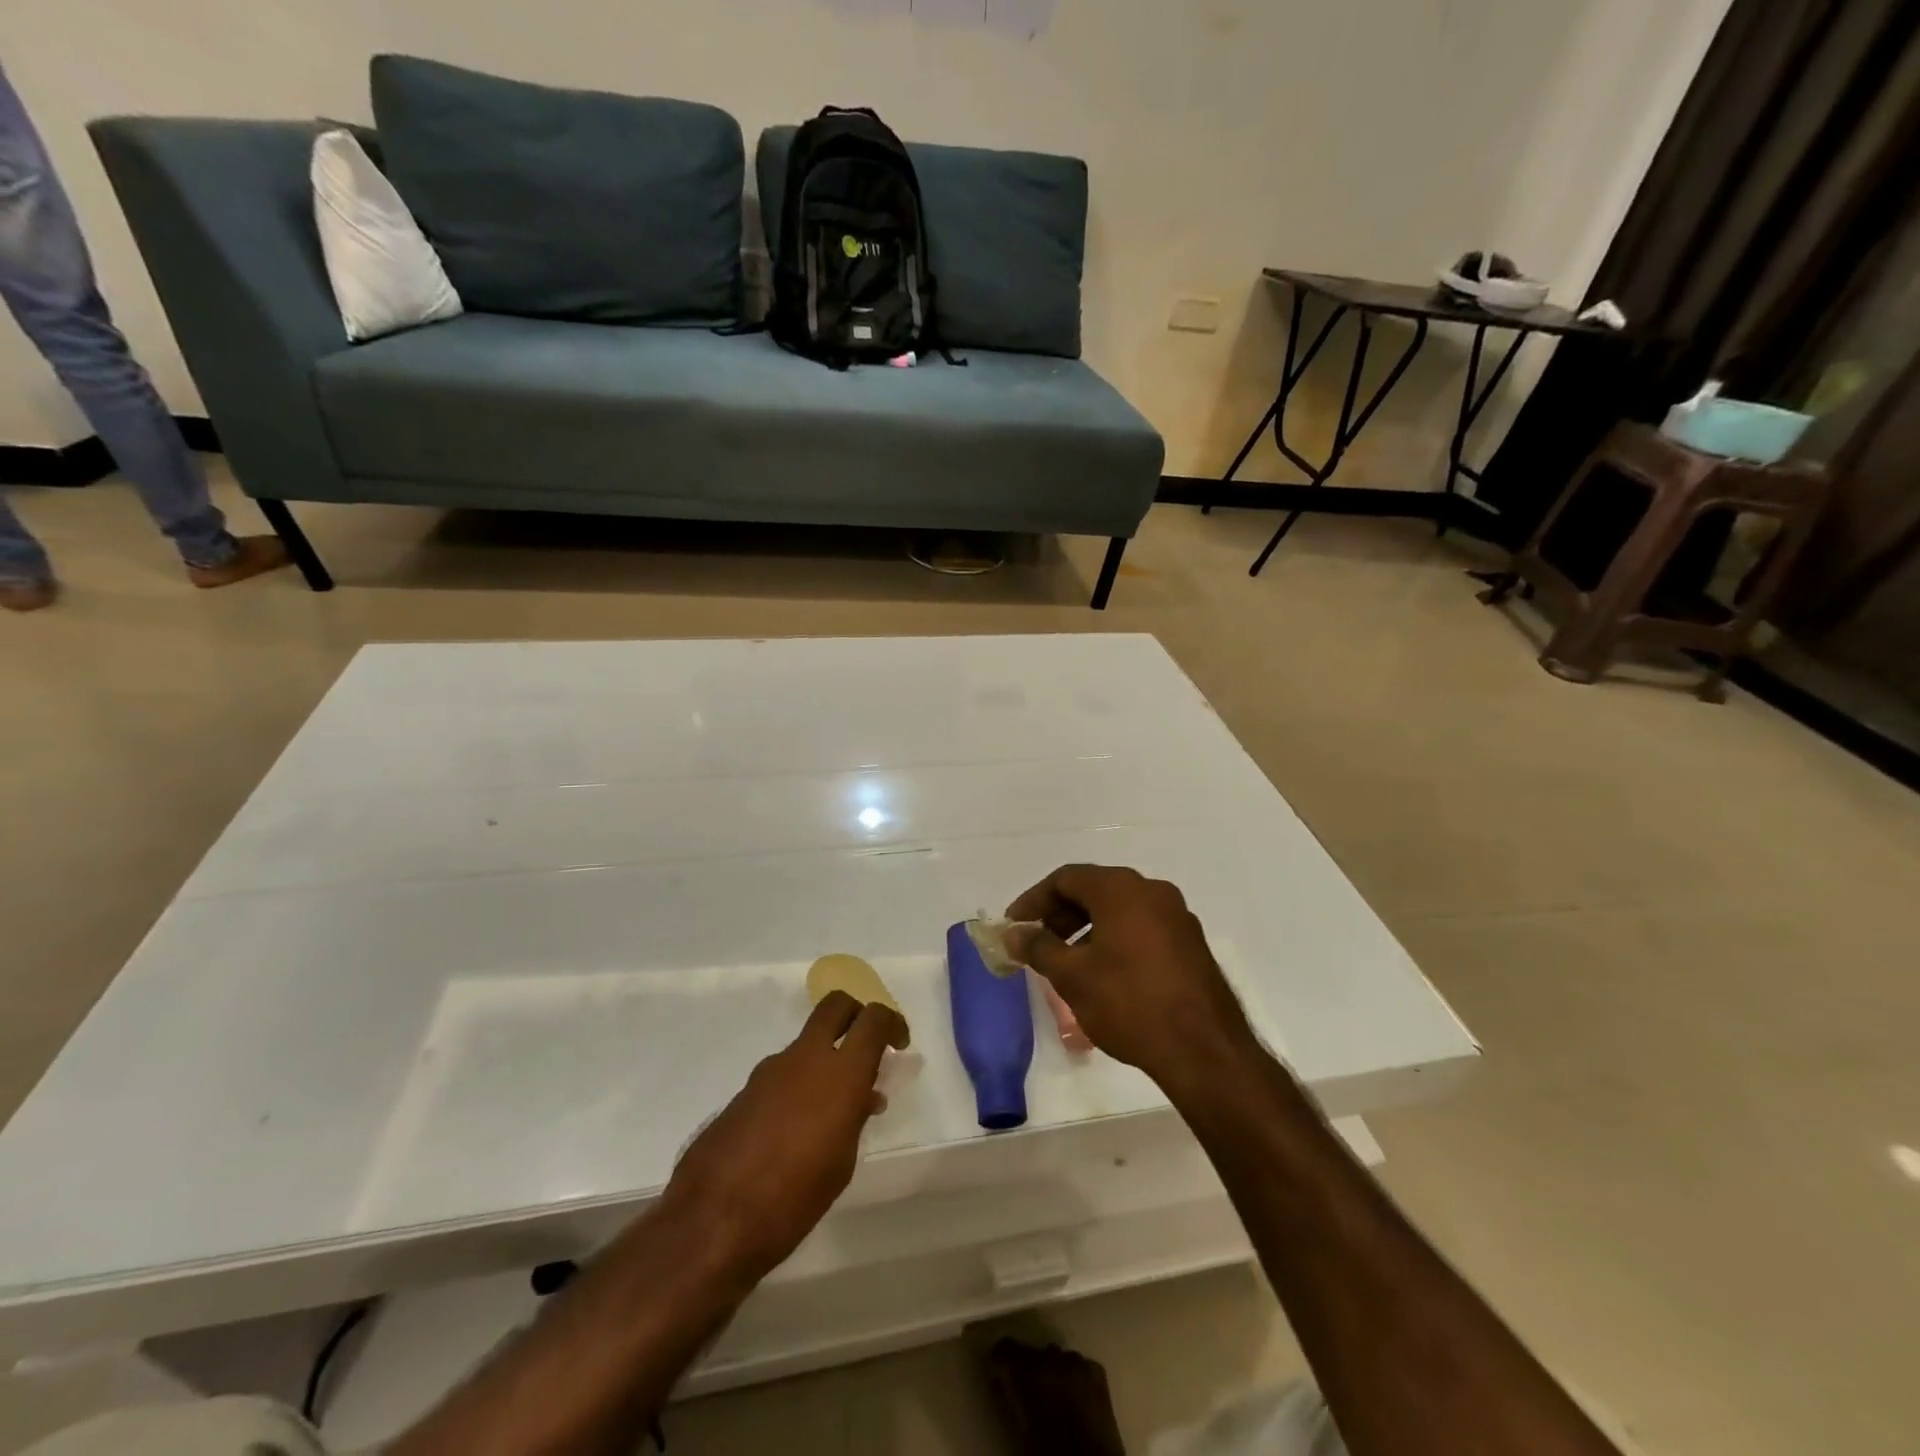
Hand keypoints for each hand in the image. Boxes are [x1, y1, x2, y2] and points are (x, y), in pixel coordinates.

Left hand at [662, 991, 902, 1280]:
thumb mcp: (842, 1162)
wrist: (713, 1220)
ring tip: (833, 1109)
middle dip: (856, 1013)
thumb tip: (864, 1097)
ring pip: (807, 1042)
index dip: (892, 1023)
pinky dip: (799, 1084)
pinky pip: (783, 1072)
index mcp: (841, 1073)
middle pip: (836, 1006)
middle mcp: (806, 1058)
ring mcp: (770, 1070)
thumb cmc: (795, 1198)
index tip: (899, 1044)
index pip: (874, 1019)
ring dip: (825, 1058)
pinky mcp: (745, 1090)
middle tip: (867, 1045)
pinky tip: (798, 1128)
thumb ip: (854, 1118)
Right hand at [1006, 865, 1258, 1099]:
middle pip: (1094, 890)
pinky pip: (1141, 928)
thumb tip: (1014, 934)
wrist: (1204, 1050)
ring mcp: (1177, 916)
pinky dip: (1114, 940)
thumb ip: (1038, 947)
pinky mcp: (1190, 944)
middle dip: (1059, 915)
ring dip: (1086, 929)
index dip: (1034, 901)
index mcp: (1121, 888)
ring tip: (1066, 963)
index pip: (1066, 878)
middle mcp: (1152, 891)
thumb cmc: (1129, 1003)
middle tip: (1036, 944)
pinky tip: (1102, 974)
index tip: (1014, 927)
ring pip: (1119, 910)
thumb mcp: (1072, 976)